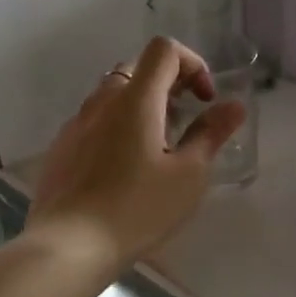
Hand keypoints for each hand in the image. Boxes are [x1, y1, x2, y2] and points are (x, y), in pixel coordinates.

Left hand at [28, 37, 246, 269]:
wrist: (67, 247)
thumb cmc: (137, 208)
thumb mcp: (188, 175)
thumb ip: (211, 134)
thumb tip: (234, 106)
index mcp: (136, 99)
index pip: (164, 50)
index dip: (193, 64)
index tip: (205, 100)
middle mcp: (102, 101)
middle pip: (138, 68)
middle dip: (169, 85)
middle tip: (185, 122)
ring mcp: (76, 124)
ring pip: (113, 95)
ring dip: (142, 106)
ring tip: (157, 149)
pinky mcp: (61, 149)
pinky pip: (94, 121)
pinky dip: (117, 128)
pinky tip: (124, 170)